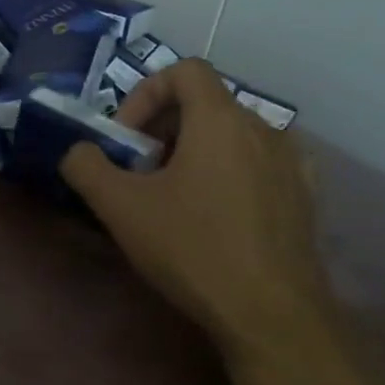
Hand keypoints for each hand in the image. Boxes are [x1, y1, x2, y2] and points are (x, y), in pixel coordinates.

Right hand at [59, 59, 332, 348]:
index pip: (185, 70)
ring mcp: (292, 163)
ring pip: (231, 133)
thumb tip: (79, 151)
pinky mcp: (305, 196)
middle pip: (205, 102)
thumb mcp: (118, 205)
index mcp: (221, 120)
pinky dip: (227, 170)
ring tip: (172, 194)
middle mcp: (264, 129)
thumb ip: (85, 165)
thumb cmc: (191, 247)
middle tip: (139, 170)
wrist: (272, 314)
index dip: (145, 94)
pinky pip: (257, 162)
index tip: (126, 139)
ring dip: (193, 149)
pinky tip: (213, 212)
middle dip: (162, 127)